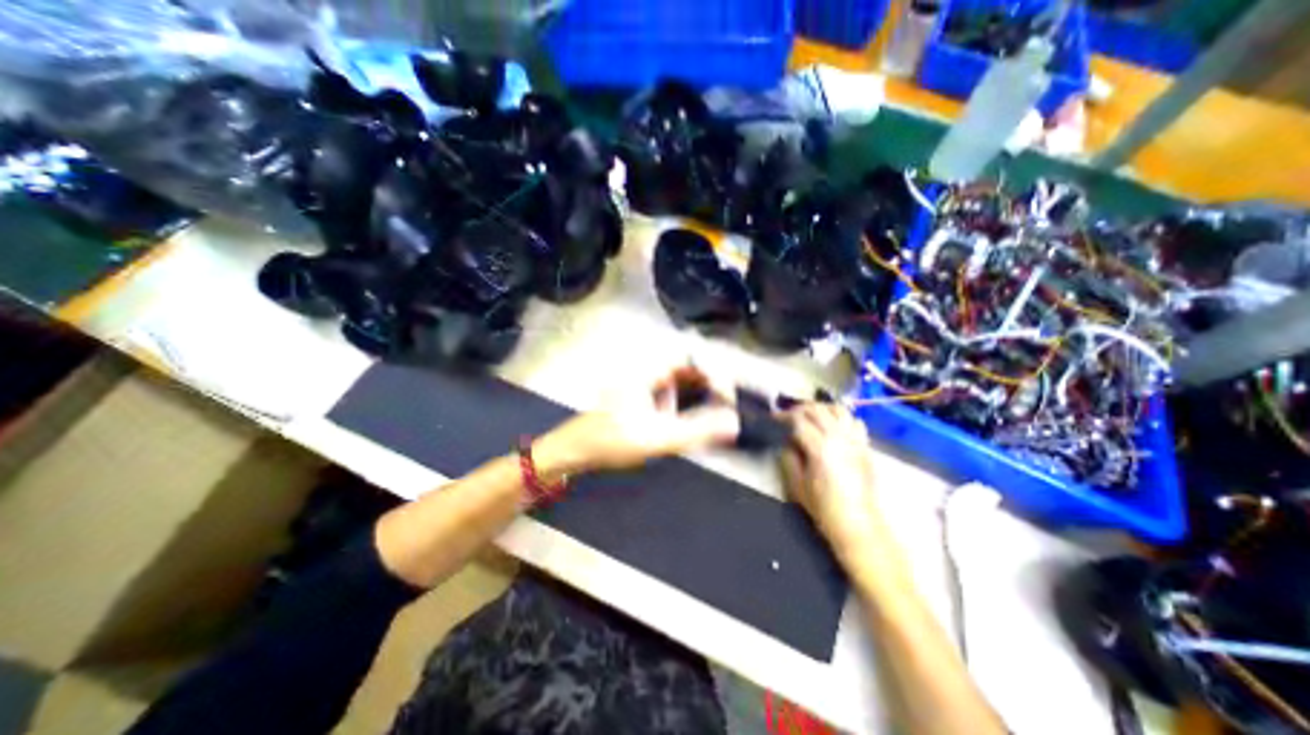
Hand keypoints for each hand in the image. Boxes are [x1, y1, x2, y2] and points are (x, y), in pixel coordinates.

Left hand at [528, 368, 733, 475]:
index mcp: (648, 370)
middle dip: (709, 381)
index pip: (691, 357)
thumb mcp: (657, 438)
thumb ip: (696, 431)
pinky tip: (687, 417)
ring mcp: (641, 382)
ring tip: (714, 407)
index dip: (714, 372)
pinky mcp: (639, 395)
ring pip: (679, 377)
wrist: (574, 451)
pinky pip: (669, 390)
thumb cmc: (611, 441)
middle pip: (687, 365)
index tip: (727, 397)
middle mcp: (646, 369)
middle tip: (725, 403)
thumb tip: (733, 423)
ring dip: (699, 389)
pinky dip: (684, 400)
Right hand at [783, 402, 883, 561]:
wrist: (858, 524)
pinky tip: (832, 426)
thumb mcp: (796, 485)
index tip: (772, 418)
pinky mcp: (865, 446)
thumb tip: (786, 440)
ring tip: (808, 415)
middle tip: (786, 416)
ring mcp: (855, 440)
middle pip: (817, 410)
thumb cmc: (824, 508)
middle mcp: (839, 438)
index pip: (798, 421)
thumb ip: (789, 457)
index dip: (782, 416)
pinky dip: (841, 417)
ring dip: (820, 408)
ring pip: (837, 409)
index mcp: (820, 448)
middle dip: (798, 409)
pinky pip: (854, 421)